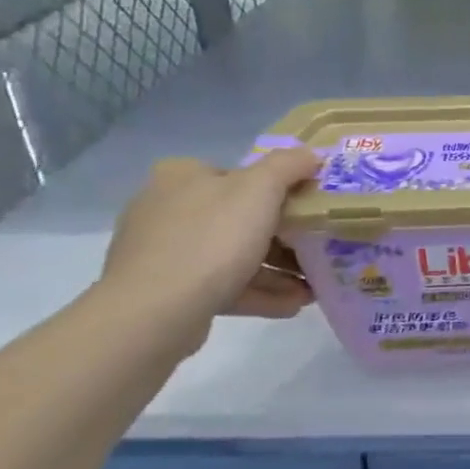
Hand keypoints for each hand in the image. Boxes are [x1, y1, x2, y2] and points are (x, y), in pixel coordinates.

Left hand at [99, 148, 321, 352]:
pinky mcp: (165, 292)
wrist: (153, 314)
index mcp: (182, 176)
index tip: (309, 211)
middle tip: (316, 250)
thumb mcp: (261, 189)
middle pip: (239, 218)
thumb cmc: (212, 239)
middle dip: (283, 238)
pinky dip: (257, 292)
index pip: (239, 175)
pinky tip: (292, 305)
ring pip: (232, 255)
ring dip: (276, 270)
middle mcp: (166, 209)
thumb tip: (310, 154)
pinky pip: (221, 286)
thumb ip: (289, 165)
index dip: (279, 190)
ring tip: (311, 287)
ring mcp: (162, 253)